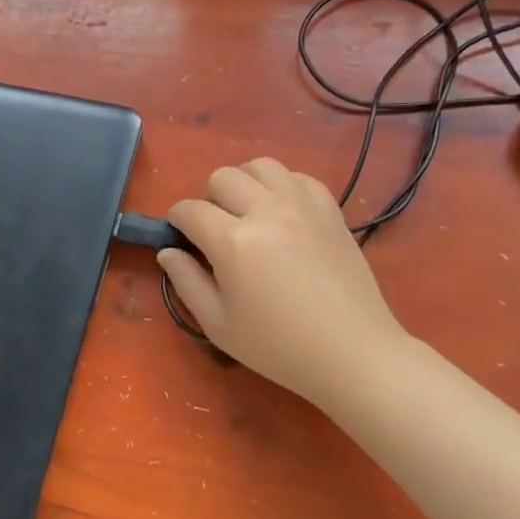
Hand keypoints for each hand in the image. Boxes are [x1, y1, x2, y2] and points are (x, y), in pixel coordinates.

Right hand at [161, 158, 406, 407]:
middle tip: (214, 228)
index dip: (176, 220)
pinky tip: (281, 213)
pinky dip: (281, 186)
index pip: (189, 210)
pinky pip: (297, 177)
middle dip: (207, 198)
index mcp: (233, 241)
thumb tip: (167, 252)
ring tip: (246, 211)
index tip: (178, 235)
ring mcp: (302, 205)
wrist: (352, 352)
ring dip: (244, 183)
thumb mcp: (218, 325)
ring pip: (260, 166)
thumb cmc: (278, 346)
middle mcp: (266, 211)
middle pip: (222, 177)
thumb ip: (186, 282)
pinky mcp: (329, 209)